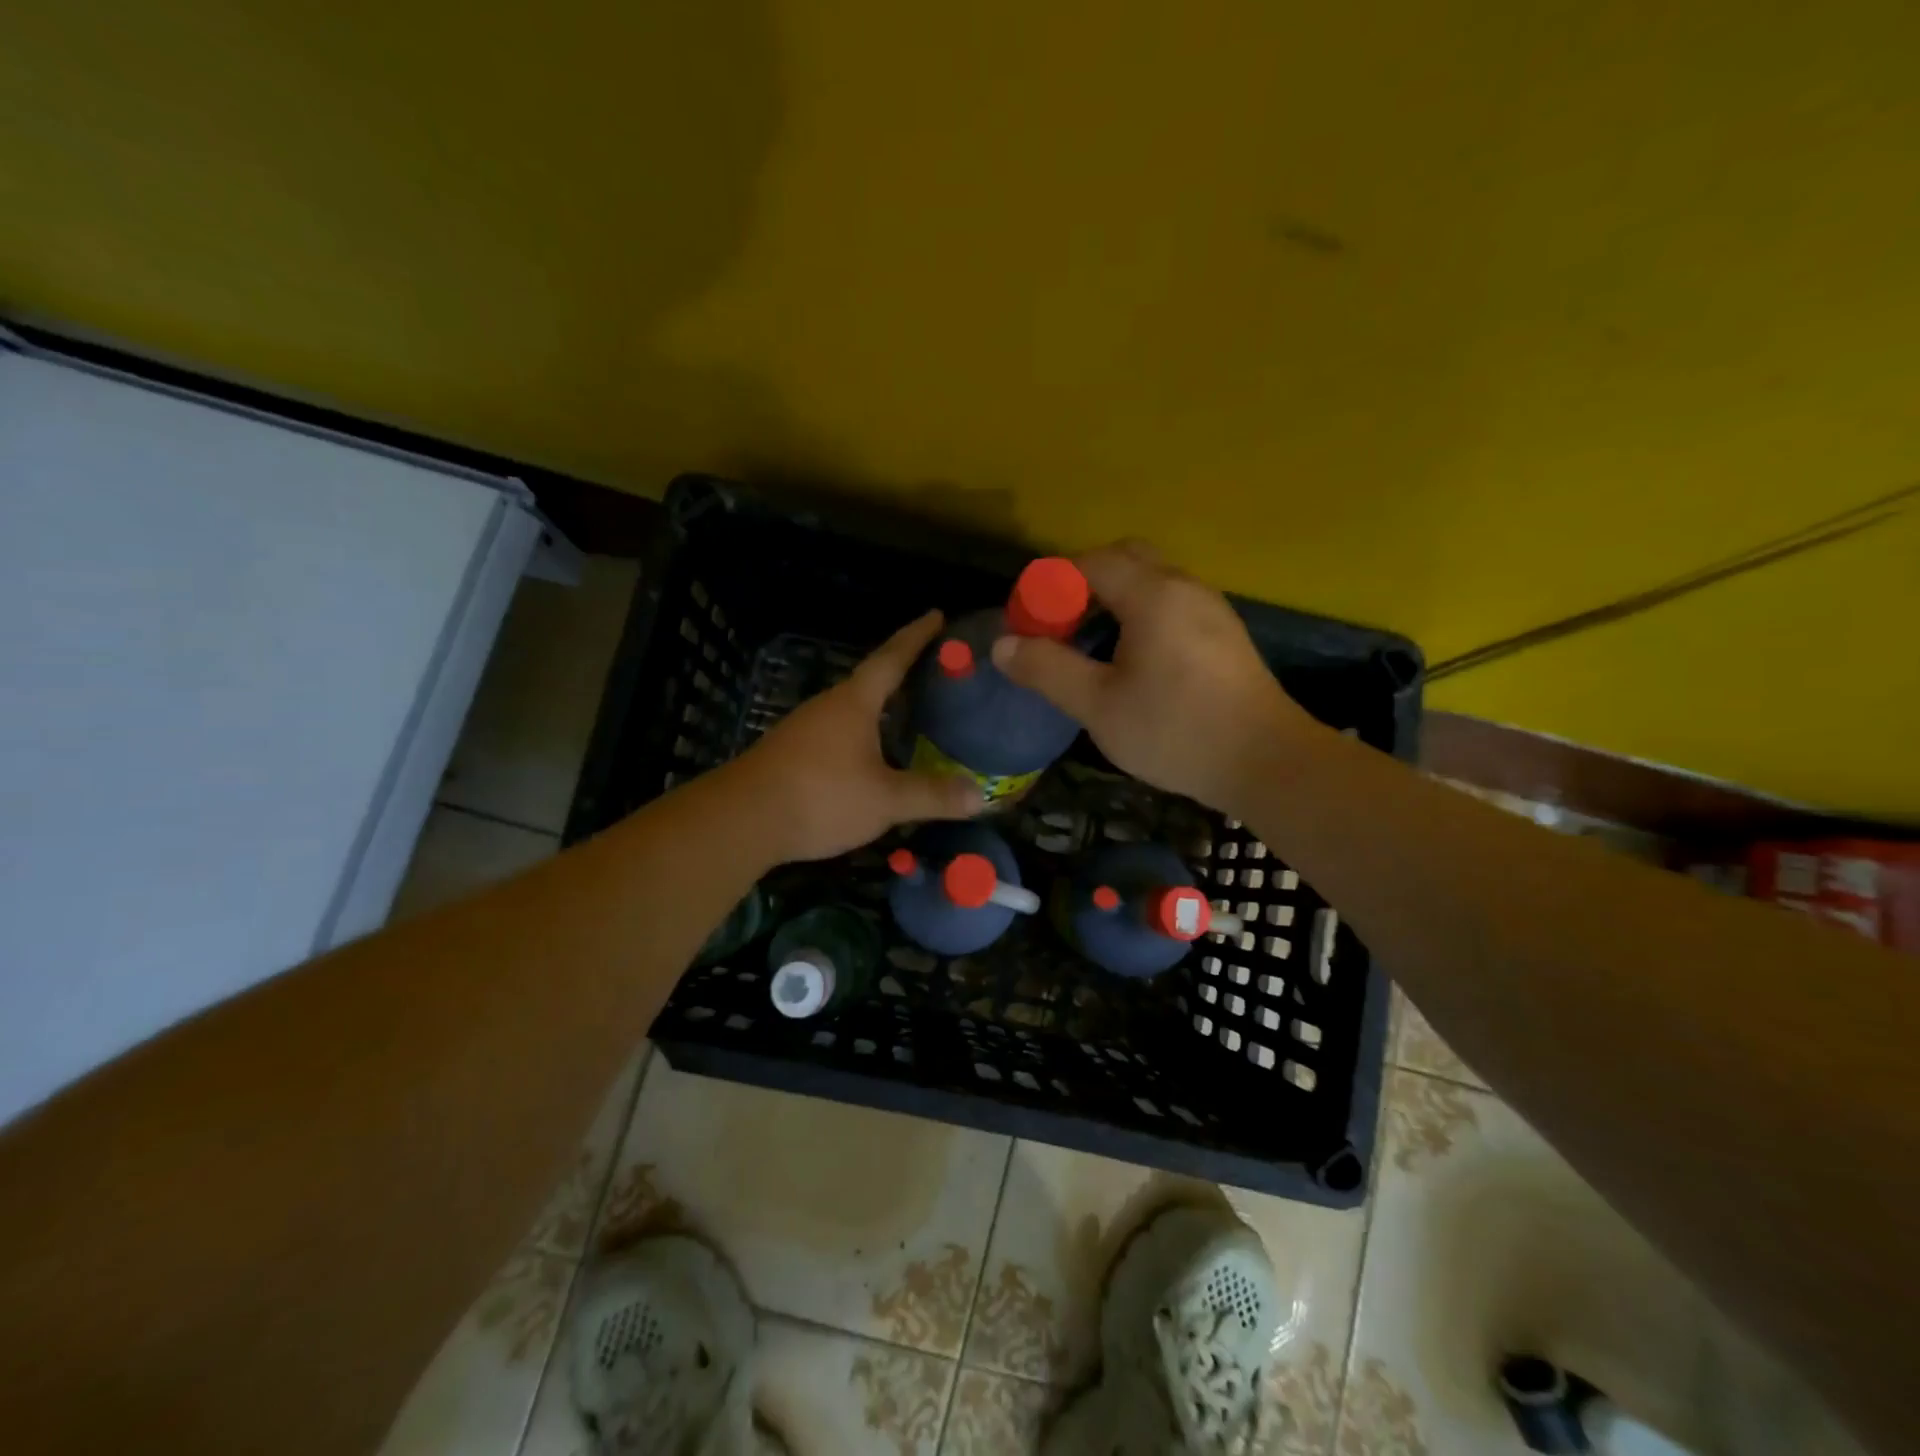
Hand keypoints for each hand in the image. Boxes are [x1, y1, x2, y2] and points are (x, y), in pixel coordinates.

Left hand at [731, 609, 984, 862]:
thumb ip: (932, 795)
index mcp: (854, 703)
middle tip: (933, 674)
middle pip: (870, 682)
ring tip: (907, 716)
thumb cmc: (821, 797)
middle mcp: (828, 706)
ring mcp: (804, 729)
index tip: (936, 615)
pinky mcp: (790, 754)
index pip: (892, 658)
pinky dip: (860, 737)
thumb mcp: (885, 799)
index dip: (916, 637)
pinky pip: (835, 735)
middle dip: (901, 675)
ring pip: (851, 711)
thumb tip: (980, 795)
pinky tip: (870, 758)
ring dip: (879, 710)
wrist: (743, 821)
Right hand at [990, 541, 1318, 813]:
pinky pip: (1171, 603)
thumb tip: (1002, 645)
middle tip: (1060, 627)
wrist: (1266, 763)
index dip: (1050, 584)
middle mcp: (1184, 586)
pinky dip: (1140, 614)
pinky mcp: (1224, 633)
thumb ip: (1047, 670)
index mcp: (1152, 594)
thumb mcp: (1098, 706)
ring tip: (1089, 646)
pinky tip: (1131, 660)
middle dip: (1083, 584)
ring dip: (1113, 600)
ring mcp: (1210, 607)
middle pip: (1124, 559)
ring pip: (1151, 581)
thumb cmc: (1175, 731)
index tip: (1029, 621)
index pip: (1089, 562)